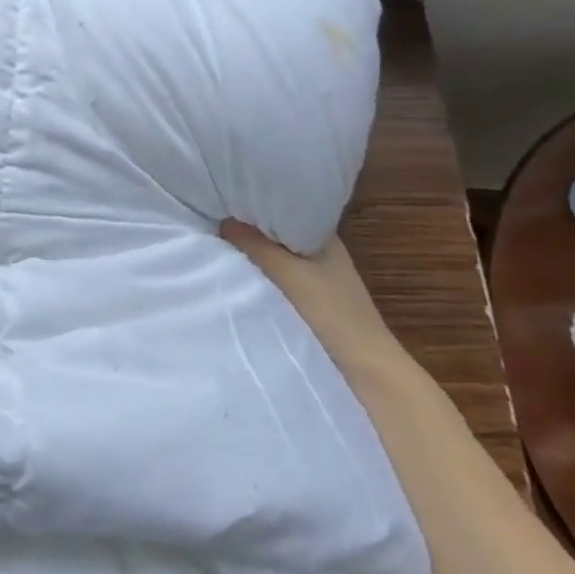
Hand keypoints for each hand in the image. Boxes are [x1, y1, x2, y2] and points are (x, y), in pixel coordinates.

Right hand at [220, 221, 405, 370]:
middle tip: (210, 222)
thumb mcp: (287, 272)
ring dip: (250, 258)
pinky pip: (272, 283)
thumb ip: (254, 245)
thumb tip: (223, 220)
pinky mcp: (305, 307)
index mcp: (323, 238)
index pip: (284, 209)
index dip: (255, 204)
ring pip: (271, 261)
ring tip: (213, 246)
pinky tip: (232, 278)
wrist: (364, 374)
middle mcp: (318, 255)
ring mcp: (313, 282)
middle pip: (274, 236)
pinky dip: (255, 280)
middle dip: (247, 231)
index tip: (222, 199)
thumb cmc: (330, 313)